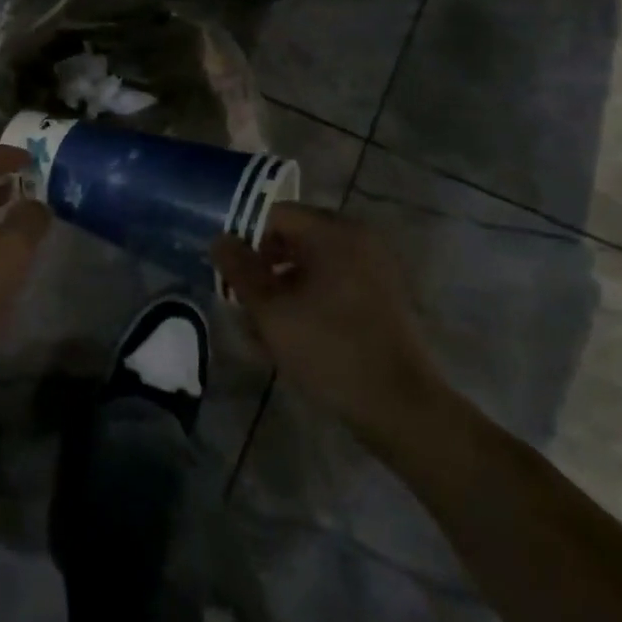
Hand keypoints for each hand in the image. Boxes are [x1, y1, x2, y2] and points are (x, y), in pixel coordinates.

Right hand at [213, 203, 451, 452]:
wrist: (401, 407)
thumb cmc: (330, 349)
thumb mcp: (271, 311)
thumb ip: (240, 270)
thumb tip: (219, 240)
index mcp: (333, 232)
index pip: (275, 214)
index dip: (245, 239)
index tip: (231, 274)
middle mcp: (357, 238)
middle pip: (294, 238)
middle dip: (263, 267)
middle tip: (243, 301)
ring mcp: (374, 267)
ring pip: (312, 265)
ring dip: (283, 287)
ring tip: (261, 327)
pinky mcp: (381, 295)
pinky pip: (334, 283)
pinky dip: (309, 299)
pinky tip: (291, 335)